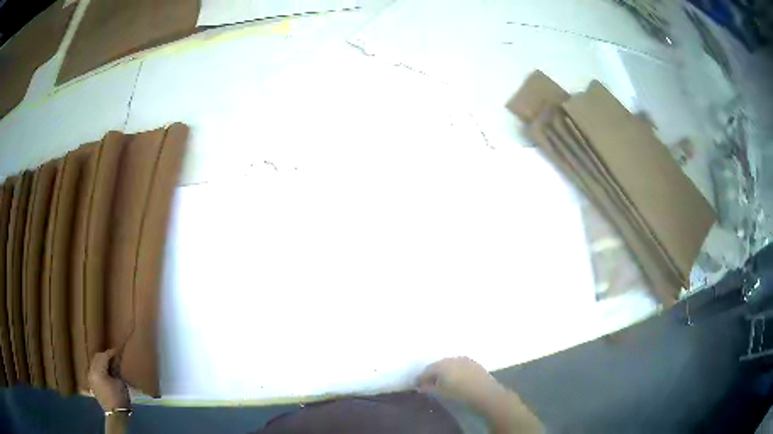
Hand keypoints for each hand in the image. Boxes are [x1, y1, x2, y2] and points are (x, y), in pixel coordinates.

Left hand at [89, 349, 130, 411]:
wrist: (115, 415)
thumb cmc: (119, 398)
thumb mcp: (120, 382)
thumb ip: (116, 369)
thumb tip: (115, 361)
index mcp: (98, 371)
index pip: (104, 356)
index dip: (112, 353)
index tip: (118, 351)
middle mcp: (91, 371)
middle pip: (97, 357)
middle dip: (105, 356)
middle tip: (114, 357)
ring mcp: (90, 377)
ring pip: (94, 362)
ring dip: (101, 361)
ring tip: (110, 364)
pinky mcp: (91, 382)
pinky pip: (94, 370)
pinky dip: (99, 367)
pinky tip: (105, 371)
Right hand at [418, 358, 542, 433]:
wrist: (487, 394)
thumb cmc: (461, 395)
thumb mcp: (441, 394)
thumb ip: (429, 388)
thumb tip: (420, 386)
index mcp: (442, 365)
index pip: (427, 370)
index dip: (421, 378)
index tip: (417, 384)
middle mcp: (453, 358)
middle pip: (438, 365)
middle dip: (432, 373)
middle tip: (428, 383)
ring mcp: (465, 359)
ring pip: (449, 363)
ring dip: (443, 371)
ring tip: (441, 381)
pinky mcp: (474, 363)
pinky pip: (459, 364)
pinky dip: (454, 369)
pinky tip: (455, 378)